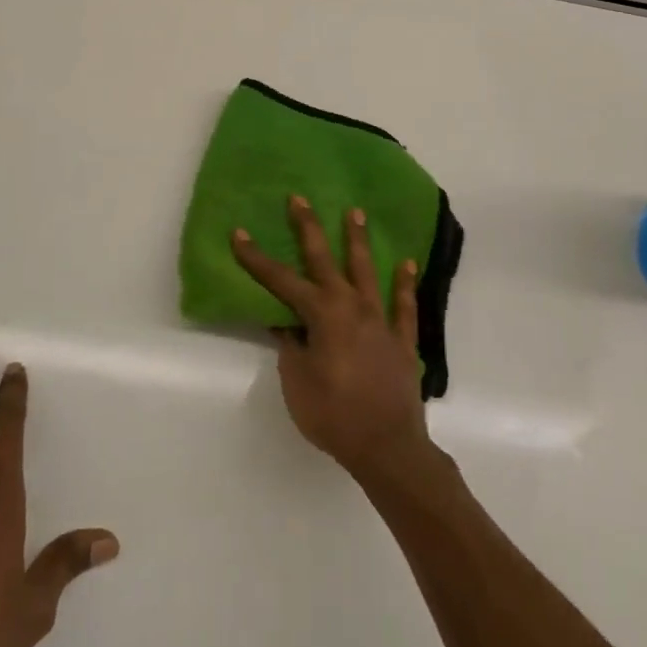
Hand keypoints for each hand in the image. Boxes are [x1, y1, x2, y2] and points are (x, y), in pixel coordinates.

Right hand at [231, 196, 428, 482]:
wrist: (387, 447)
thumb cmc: (333, 414)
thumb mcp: (296, 380)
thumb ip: (290, 345)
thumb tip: (283, 321)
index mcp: (321, 315)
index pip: (281, 281)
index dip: (257, 258)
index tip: (239, 233)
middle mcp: (351, 307)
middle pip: (325, 260)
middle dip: (309, 228)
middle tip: (299, 198)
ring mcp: (380, 321)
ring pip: (367, 271)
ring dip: (359, 241)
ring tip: (356, 212)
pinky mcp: (402, 340)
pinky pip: (404, 306)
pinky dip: (405, 284)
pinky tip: (407, 264)